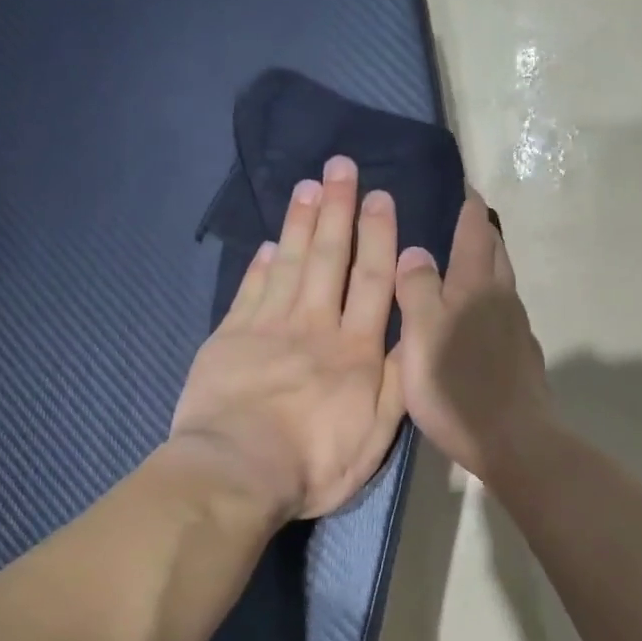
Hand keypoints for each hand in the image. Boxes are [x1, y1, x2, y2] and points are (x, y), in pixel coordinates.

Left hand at [170, 156, 406, 520]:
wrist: (236, 472)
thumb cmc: (313, 463)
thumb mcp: (375, 436)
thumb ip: (395, 383)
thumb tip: (412, 334)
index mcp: (355, 351)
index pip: (371, 281)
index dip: (378, 236)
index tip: (381, 197)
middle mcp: (314, 327)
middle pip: (329, 259)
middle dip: (338, 210)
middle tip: (341, 168)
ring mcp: (268, 328)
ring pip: (289, 264)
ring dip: (300, 223)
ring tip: (308, 186)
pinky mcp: (229, 338)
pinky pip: (250, 291)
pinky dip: (260, 264)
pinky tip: (268, 243)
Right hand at [394, 191, 550, 482]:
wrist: (514, 441)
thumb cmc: (458, 387)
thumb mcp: (421, 335)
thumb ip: (417, 290)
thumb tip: (417, 251)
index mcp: (477, 287)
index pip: (476, 232)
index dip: (468, 207)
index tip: (462, 186)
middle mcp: (503, 300)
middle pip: (496, 254)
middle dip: (482, 232)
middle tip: (461, 221)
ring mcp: (518, 330)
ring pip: (503, 285)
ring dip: (488, 267)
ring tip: (464, 267)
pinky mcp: (523, 358)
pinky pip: (505, 315)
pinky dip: (490, 303)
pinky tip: (477, 322)